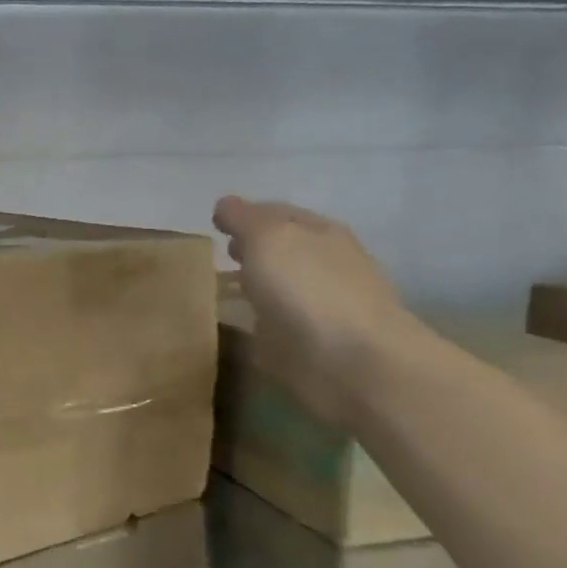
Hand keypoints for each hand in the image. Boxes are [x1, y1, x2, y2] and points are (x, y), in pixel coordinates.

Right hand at [213, 196, 421, 428]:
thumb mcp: (268, 237)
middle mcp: (326, 263)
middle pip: (283, 248)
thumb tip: (225, 204)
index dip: (246, 214)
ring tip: (222, 289)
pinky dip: (260, 319)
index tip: (215, 223)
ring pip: (280, 285)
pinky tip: (241, 323)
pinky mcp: (312, 344)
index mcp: (320, 231)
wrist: (351, 362)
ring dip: (256, 284)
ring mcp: (322, 305)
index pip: (277, 212)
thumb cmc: (309, 288)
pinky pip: (277, 322)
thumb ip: (244, 218)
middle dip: (253, 248)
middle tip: (220, 254)